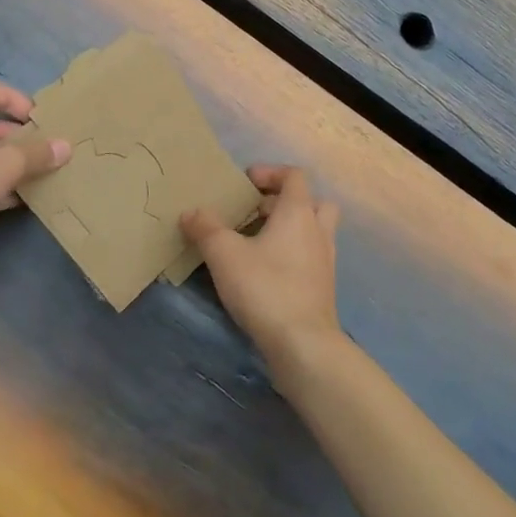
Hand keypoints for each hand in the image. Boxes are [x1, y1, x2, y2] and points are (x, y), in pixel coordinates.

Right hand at [181, 165, 342, 377]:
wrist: (303, 343)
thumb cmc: (265, 287)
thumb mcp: (224, 254)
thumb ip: (205, 228)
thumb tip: (191, 212)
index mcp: (298, 212)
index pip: (294, 176)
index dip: (270, 173)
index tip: (246, 183)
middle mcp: (317, 230)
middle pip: (310, 201)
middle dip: (282, 201)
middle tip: (254, 213)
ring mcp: (325, 260)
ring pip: (313, 230)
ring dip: (289, 228)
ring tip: (257, 241)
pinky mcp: (323, 287)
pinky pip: (310, 256)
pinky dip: (292, 254)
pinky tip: (266, 271)